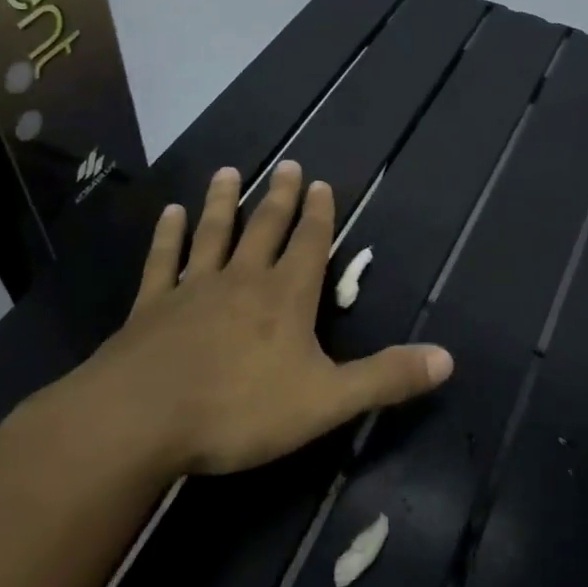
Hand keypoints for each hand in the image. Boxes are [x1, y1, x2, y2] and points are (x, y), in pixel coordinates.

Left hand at [42, 161, 452, 480]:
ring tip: (227, 171)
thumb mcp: (326, 401)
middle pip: (265, 228)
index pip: (309, 244)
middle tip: (286, 165)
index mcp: (286, 297)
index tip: (320, 183)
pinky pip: (163, 261)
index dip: (319, 215)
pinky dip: (168, 235)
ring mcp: (193, 289)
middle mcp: (242, 280)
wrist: (140, 421)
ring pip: (213, 234)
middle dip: (279, 197)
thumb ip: (385, 378)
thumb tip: (447, 360)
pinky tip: (170, 213)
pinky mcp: (151, 307)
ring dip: (222, 202)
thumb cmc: (239, 410)